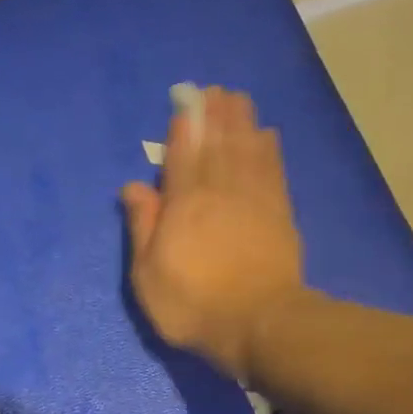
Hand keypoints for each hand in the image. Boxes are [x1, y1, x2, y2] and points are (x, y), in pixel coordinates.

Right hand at [121, 87, 306, 379]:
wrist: (259, 324)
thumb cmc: (193, 305)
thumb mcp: (148, 276)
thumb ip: (142, 227)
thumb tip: (133, 186)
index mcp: (184, 204)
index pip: (182, 154)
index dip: (184, 126)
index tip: (185, 102)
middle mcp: (219, 190)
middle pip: (217, 142)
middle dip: (214, 113)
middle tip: (214, 90)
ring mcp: (254, 199)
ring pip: (246, 147)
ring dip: (241, 120)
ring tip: (237, 98)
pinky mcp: (279, 212)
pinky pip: (273, 168)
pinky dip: (268, 148)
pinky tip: (266, 134)